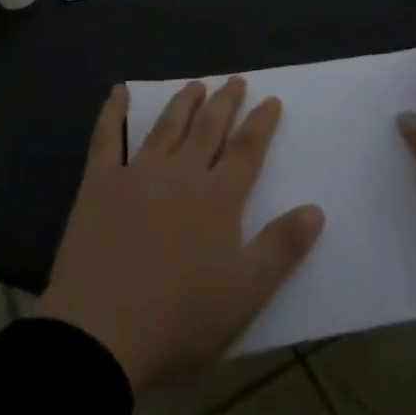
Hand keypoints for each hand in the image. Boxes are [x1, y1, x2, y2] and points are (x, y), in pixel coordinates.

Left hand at [33, 78, 324, 392]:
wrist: (100, 334)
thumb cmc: (179, 319)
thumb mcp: (245, 294)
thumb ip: (281, 248)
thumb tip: (316, 208)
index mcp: (218, 197)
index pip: (246, 149)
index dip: (261, 123)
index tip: (271, 99)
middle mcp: (181, 173)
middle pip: (209, 128)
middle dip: (225, 102)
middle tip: (235, 80)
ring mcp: (138, 173)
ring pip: (167, 126)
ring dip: (184, 102)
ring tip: (196, 84)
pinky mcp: (100, 183)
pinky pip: (108, 138)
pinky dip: (113, 112)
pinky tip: (119, 92)